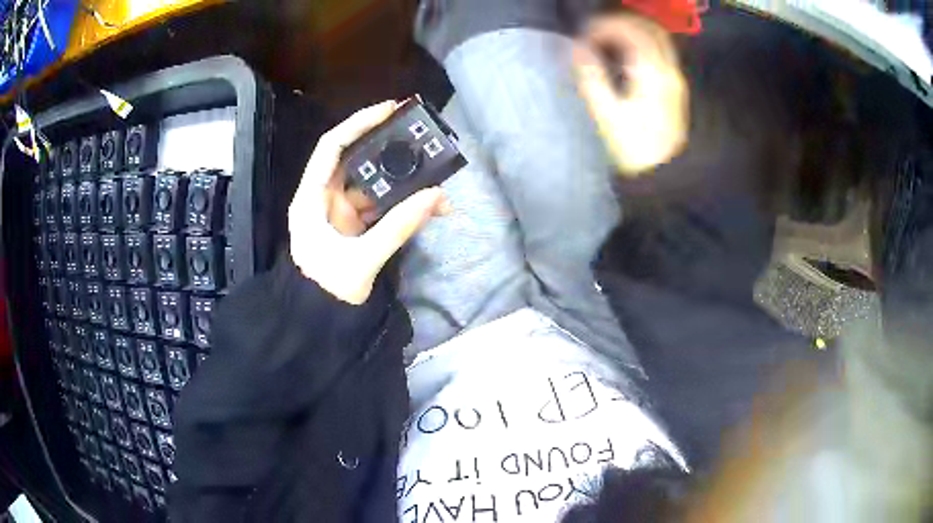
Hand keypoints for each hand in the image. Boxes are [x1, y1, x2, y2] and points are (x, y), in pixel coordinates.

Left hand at [288, 101, 449, 304]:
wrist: (318, 323)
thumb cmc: (326, 292)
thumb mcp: (361, 260)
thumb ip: (397, 227)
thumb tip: (435, 196)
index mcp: (311, 199)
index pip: (331, 147)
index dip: (358, 123)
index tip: (390, 110)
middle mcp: (324, 198)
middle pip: (356, 160)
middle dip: (389, 149)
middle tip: (420, 137)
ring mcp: (342, 213)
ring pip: (374, 185)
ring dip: (404, 183)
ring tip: (437, 180)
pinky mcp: (356, 227)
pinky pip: (383, 207)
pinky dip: (404, 206)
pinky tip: (430, 208)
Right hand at [573, 13, 688, 174]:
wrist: (663, 177)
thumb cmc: (634, 149)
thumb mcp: (606, 114)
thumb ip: (590, 76)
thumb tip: (576, 47)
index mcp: (653, 74)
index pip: (630, 30)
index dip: (603, 26)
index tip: (582, 37)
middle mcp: (669, 70)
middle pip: (648, 27)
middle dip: (618, 23)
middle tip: (594, 33)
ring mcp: (674, 78)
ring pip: (656, 38)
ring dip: (630, 32)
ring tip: (604, 41)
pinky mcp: (674, 87)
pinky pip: (659, 51)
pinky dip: (639, 44)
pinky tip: (622, 56)